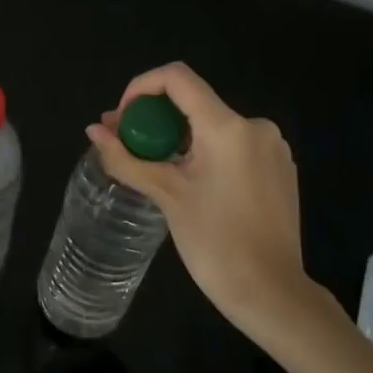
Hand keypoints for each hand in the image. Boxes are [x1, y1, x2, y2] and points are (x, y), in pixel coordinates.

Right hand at [86, 63, 317, 347]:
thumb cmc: (215, 243)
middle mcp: (255, 126)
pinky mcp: (279, 168)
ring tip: (150, 166)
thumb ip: (126, 158)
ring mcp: (272, 147)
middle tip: (125, 144)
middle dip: (153, 118)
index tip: (122, 120)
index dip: (140, 87)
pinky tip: (188, 181)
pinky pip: (232, 144)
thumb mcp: (165, 195)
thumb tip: (93, 130)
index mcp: (227, 126)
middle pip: (192, 102)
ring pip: (211, 125)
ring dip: (176, 137)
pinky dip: (203, 152)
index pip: (177, 78)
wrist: (272, 294)